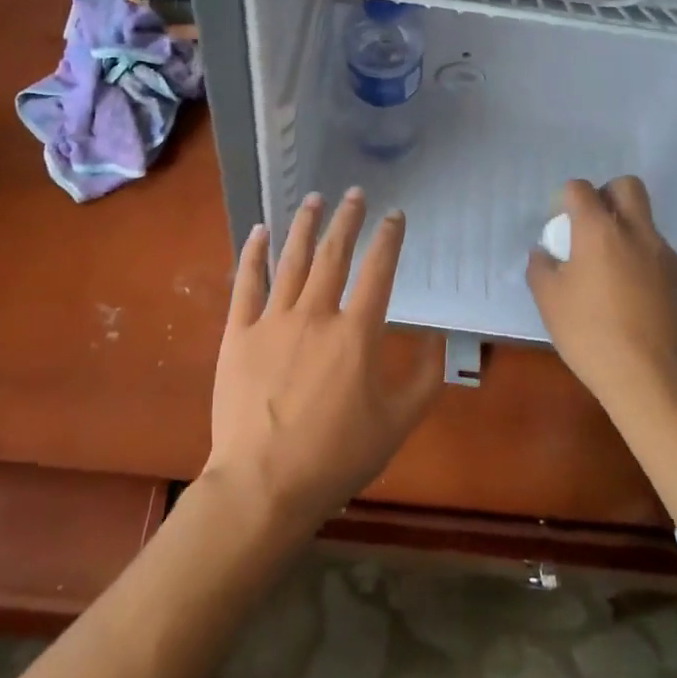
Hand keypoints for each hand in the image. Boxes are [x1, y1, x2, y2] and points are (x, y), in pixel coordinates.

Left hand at [203, 188, 443, 535]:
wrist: (264, 484)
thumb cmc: (336, 457)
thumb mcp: (397, 424)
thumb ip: (425, 378)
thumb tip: (437, 338)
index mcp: (356, 333)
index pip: (378, 272)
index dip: (389, 239)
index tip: (394, 215)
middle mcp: (315, 314)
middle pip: (334, 254)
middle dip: (347, 219)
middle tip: (353, 193)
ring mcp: (273, 320)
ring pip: (292, 260)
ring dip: (304, 226)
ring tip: (313, 199)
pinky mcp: (238, 333)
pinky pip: (246, 283)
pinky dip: (253, 254)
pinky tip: (259, 231)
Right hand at [526, 177, 676, 414]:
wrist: (651, 378)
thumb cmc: (590, 334)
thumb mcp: (549, 300)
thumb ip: (541, 267)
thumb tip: (544, 253)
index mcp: (599, 230)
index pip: (581, 189)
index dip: (566, 199)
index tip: (559, 224)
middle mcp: (636, 232)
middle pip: (626, 186)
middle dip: (606, 195)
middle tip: (590, 228)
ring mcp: (664, 255)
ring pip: (645, 221)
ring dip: (625, 231)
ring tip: (609, 271)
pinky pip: (657, 253)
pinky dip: (641, 260)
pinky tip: (630, 295)